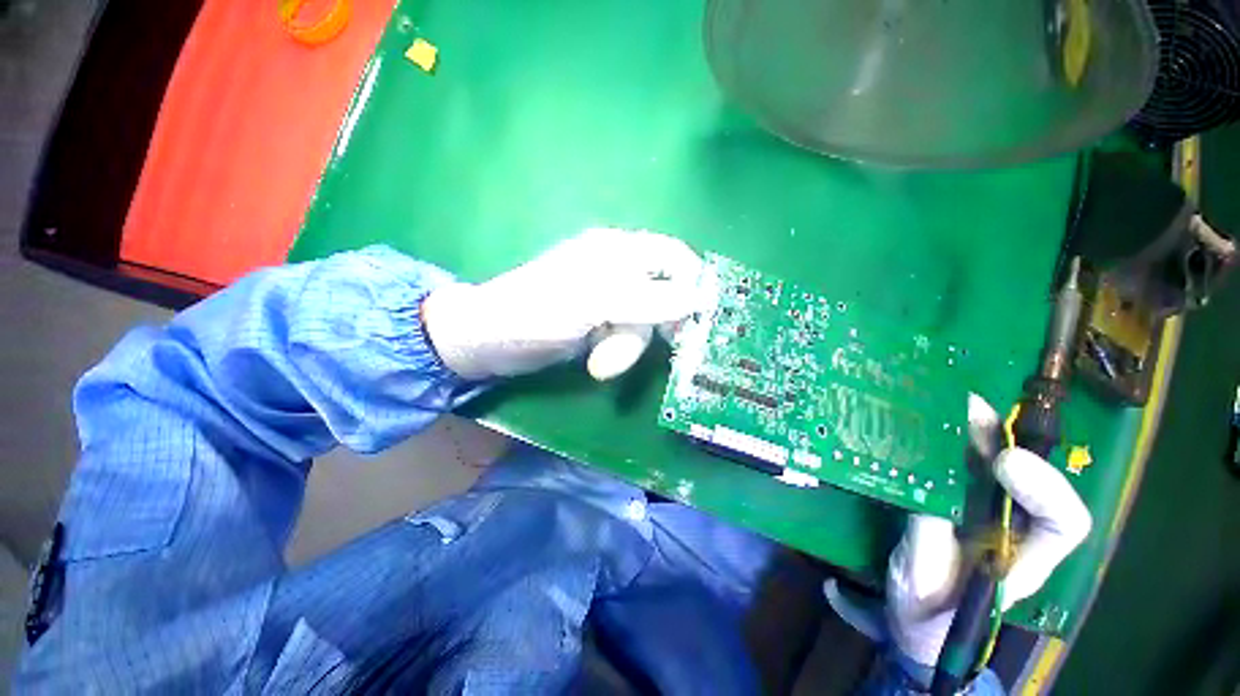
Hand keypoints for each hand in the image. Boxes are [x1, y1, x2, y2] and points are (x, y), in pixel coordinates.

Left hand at [423, 228, 702, 379]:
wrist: (490, 341)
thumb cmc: (536, 313)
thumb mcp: (595, 302)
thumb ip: (648, 298)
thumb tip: (699, 298)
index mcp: (617, 250)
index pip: (673, 256)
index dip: (692, 284)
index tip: (694, 320)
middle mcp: (617, 268)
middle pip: (663, 294)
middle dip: (650, 328)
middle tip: (642, 349)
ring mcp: (609, 298)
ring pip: (644, 322)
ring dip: (627, 347)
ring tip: (600, 364)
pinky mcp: (600, 322)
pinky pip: (627, 336)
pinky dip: (617, 352)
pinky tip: (596, 360)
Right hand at [886, 396, 1092, 666]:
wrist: (914, 623)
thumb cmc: (926, 617)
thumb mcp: (922, 583)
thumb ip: (927, 536)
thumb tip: (925, 485)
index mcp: (1024, 560)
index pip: (1066, 521)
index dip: (1044, 487)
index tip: (1003, 463)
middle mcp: (1015, 529)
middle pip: (1028, 476)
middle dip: (1002, 439)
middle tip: (966, 408)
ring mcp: (986, 514)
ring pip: (997, 465)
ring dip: (975, 432)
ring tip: (947, 404)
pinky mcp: (956, 503)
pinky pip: (962, 467)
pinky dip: (950, 442)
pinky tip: (931, 423)